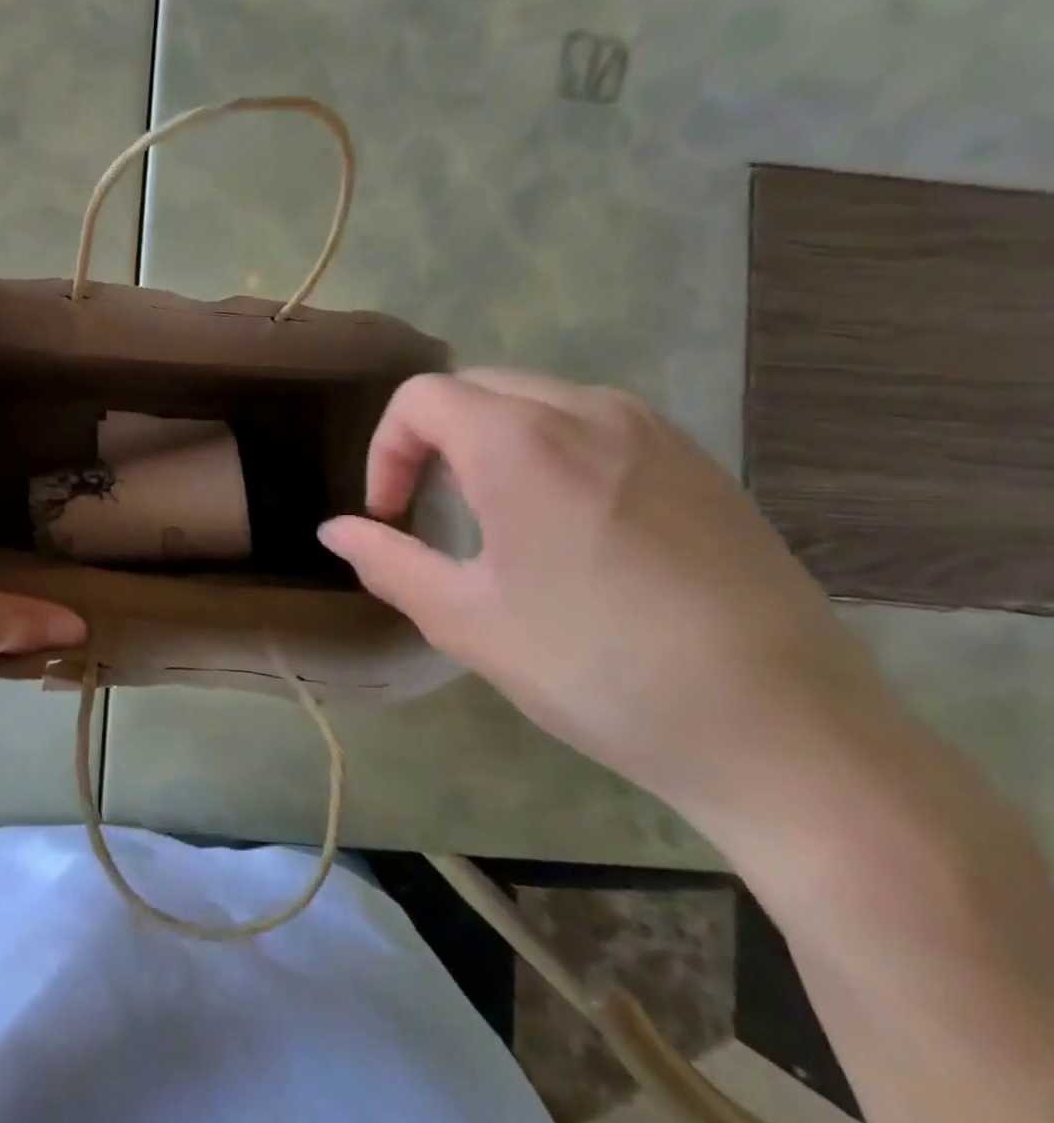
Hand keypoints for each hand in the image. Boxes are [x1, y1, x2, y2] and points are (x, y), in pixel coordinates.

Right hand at [319, 369, 889, 813]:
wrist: (788, 734)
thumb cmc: (598, 669)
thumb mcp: (466, 621)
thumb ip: (387, 561)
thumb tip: (333, 530)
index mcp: (521, 442)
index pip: (421, 399)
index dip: (386, 451)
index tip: (390, 515)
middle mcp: (587, 412)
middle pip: (476, 388)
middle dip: (431, 440)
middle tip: (429, 511)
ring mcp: (654, 432)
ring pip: (538, 401)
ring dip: (490, 442)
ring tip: (496, 519)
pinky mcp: (700, 463)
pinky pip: (596, 426)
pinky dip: (552, 450)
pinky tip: (572, 527)